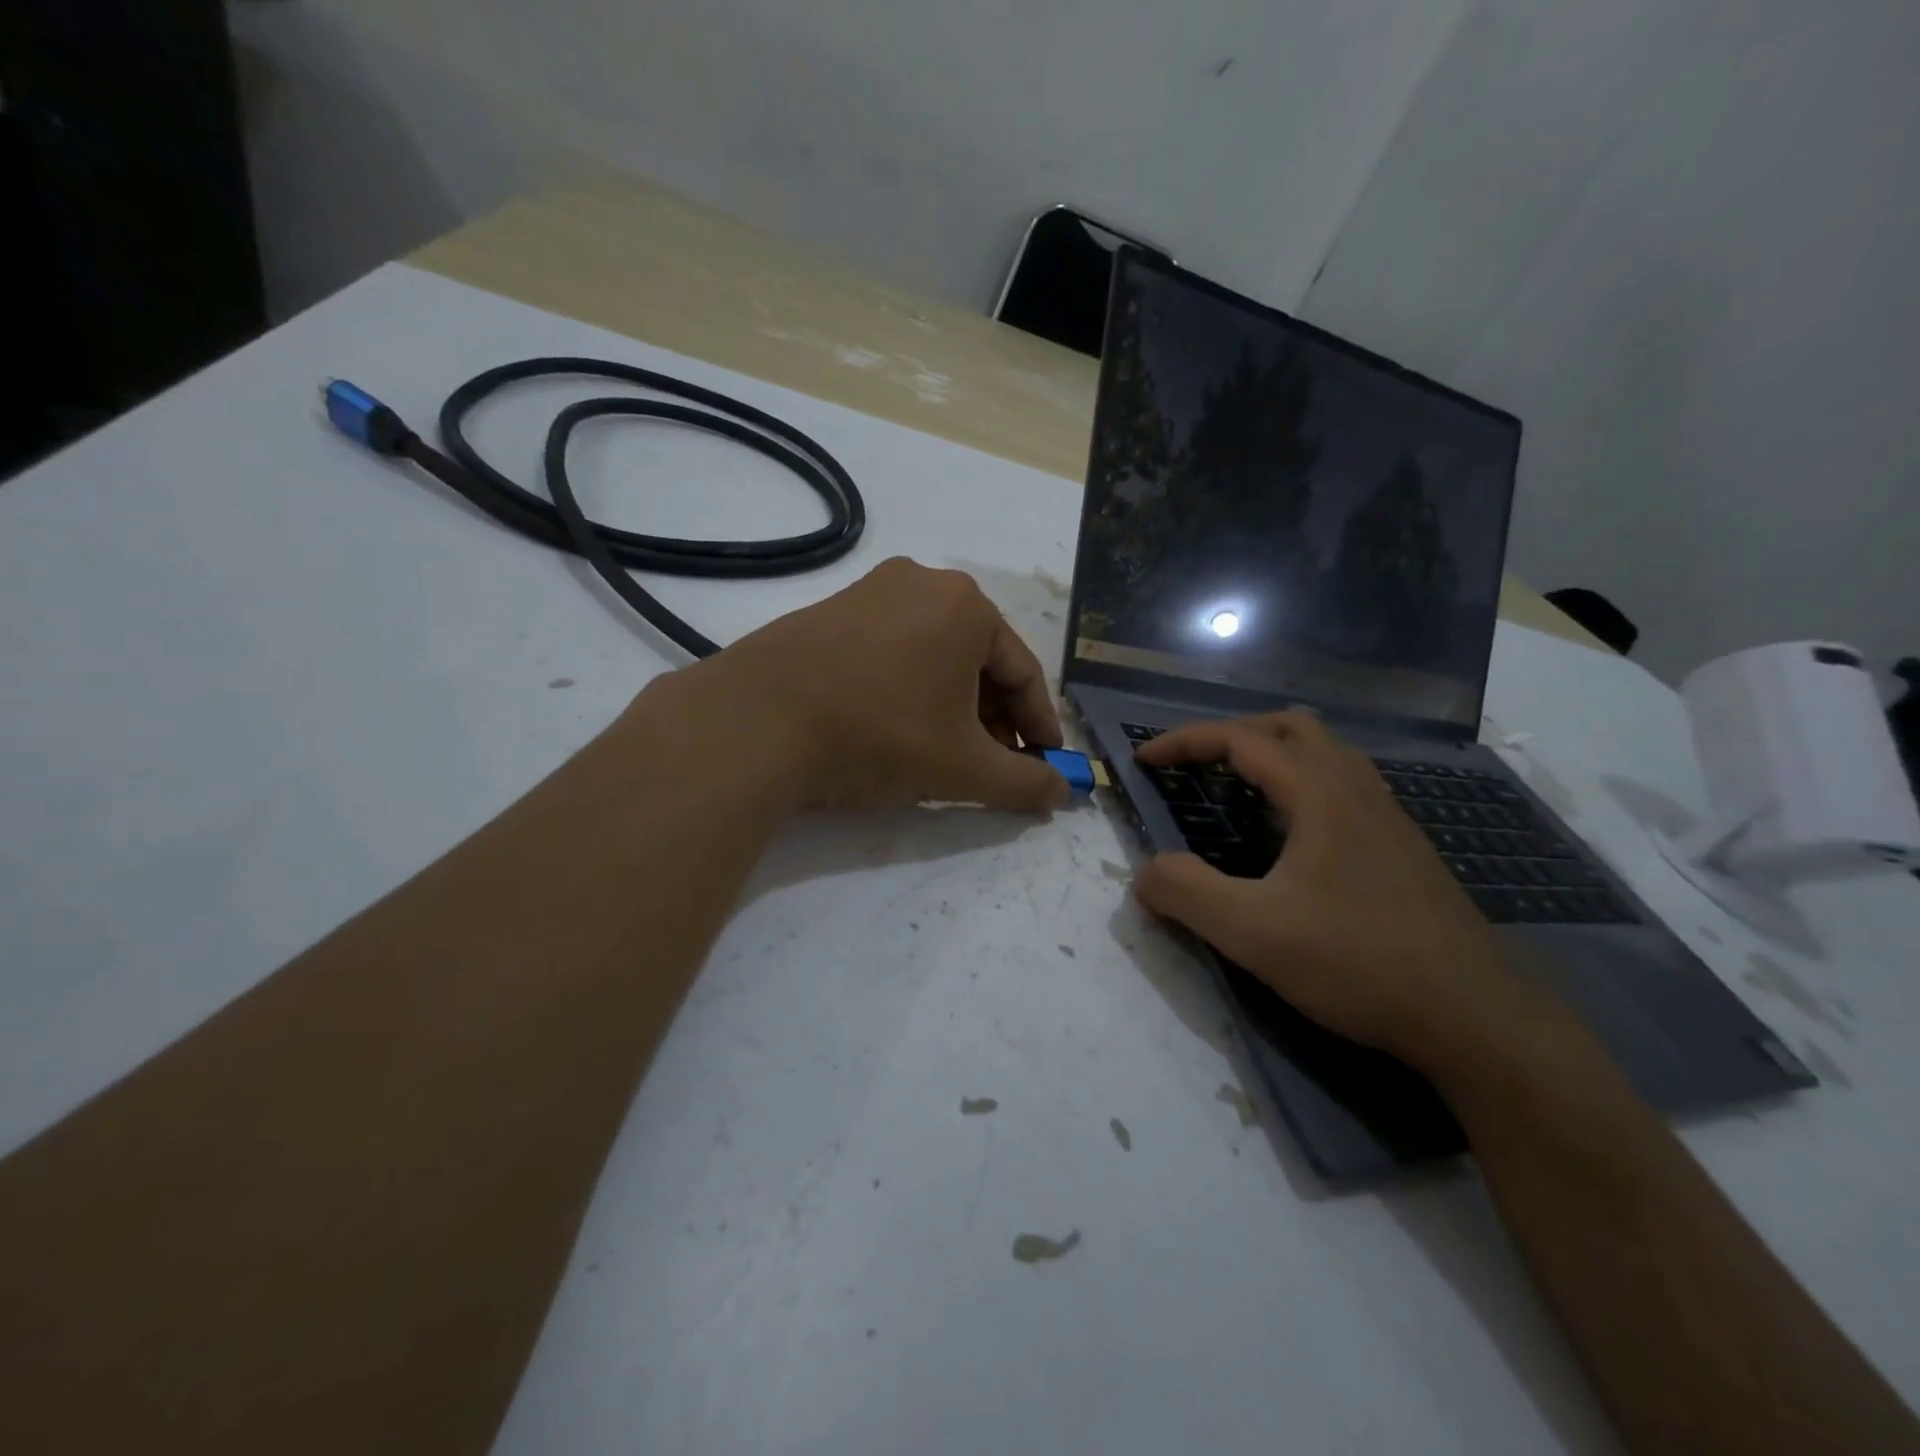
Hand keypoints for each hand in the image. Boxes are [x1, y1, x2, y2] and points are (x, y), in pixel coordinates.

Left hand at [659, 557, 1070, 811]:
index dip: (1040, 725)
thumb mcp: (962, 768)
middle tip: (995, 764)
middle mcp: (923, 582)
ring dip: (951, 704)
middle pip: (978, 660)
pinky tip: (896, 725)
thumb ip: (1023, 783)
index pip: (1024, 672)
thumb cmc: (879, 735)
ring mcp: (871, 591)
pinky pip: (891, 649)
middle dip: (993, 717)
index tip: (1047, 764)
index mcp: (967, 606)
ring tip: (946, 751)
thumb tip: (1063, 794)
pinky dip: (909, 687)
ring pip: (933, 654)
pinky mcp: (830, 609)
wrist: (756, 723)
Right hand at [1132, 711, 1531, 1070]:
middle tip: (1194, 767)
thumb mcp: (1252, 933)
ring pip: (1324, 753)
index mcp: (1320, 793)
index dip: (1185, 741)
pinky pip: (1343, 785)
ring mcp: (1388, 817)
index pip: (1241, 739)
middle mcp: (1357, 789)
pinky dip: (1301, 783)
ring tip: (1238, 790)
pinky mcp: (1402, 848)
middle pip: (1289, 727)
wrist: (1477, 1018)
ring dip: (1272, 754)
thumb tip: (1147, 872)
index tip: (1144, 760)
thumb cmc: (1359, 963)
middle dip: (1232, 735)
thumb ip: (1186, 893)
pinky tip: (1291, 834)